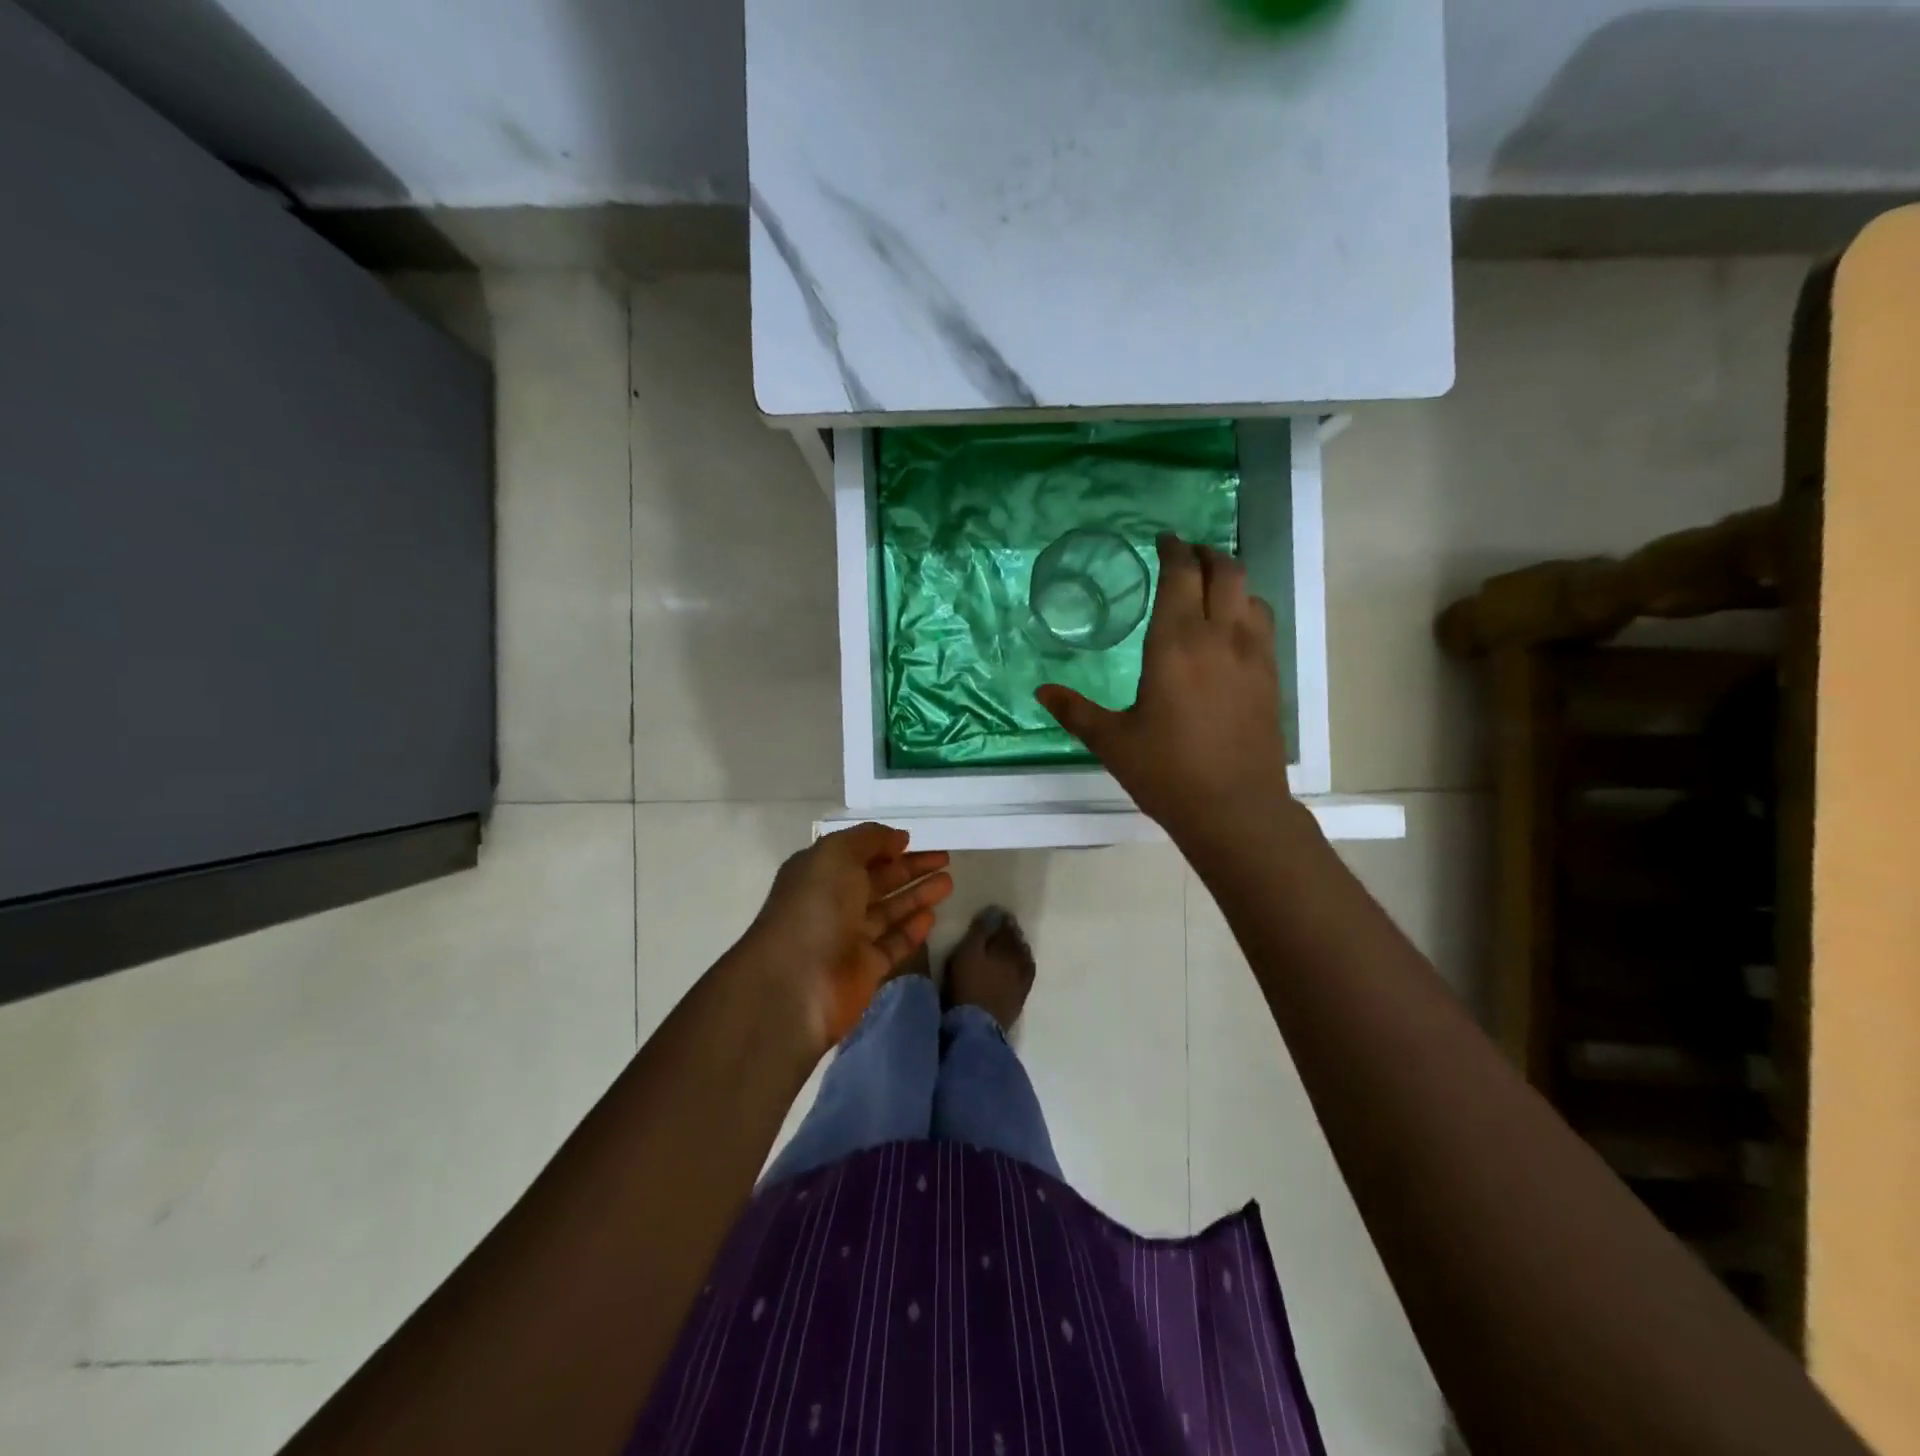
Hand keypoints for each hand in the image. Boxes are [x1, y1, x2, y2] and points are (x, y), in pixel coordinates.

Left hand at [736, 823, 952, 1054]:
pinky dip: (911, 930)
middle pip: (877, 881)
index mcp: (818, 873)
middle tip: (945, 859)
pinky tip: (931, 917)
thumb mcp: (837, 854)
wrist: (797, 982)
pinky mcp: (864, 970)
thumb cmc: (815, 907)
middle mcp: (832, 903)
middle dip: (910, 868)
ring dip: (917, 895)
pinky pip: (893, 944)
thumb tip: (898, 838)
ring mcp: (848, 938)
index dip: (884, 846)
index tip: (914, 840)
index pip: (856, 854)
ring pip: (889, 912)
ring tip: (948, 882)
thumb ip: (869, 839)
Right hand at [1037, 535, 1293, 846]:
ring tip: (1208, 585)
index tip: (1163, 539)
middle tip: (1184, 554)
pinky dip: (1246, 607)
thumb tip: (1041, 691)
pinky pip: (1263, 622)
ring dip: (1230, 578)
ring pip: (1250, 593)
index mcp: (1175, 644)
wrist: (1235, 809)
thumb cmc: (1167, 772)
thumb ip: (1074, 710)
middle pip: (1225, 571)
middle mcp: (1220, 637)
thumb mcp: (1112, 741)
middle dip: (1205, 553)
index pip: (1181, 575)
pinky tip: (1230, 627)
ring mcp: (1253, 655)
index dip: (1173, 550)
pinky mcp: (1270, 676)